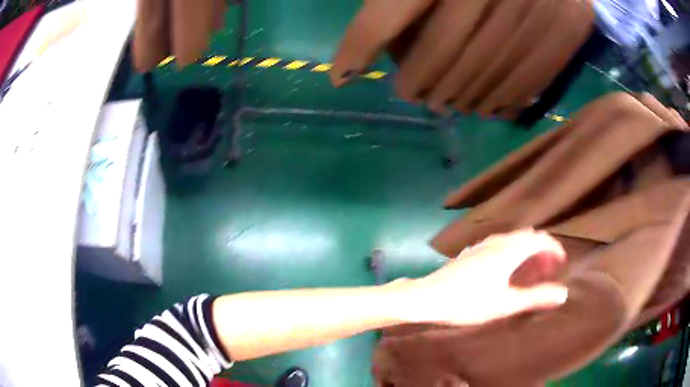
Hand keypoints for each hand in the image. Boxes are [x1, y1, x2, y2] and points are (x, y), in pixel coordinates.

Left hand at [391, 229, 567, 324]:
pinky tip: (507, 270)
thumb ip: (536, 297)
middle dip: (542, 249)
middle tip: (548, 268)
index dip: (554, 248)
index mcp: (509, 250)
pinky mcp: (472, 252)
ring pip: (513, 240)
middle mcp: (498, 242)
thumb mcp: (506, 304)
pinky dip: (512, 252)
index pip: (540, 240)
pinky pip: (500, 245)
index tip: (562, 262)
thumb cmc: (469, 302)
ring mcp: (482, 245)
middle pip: (527, 237)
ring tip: (531, 270)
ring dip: (527, 250)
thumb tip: (563, 293)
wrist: (428, 297)